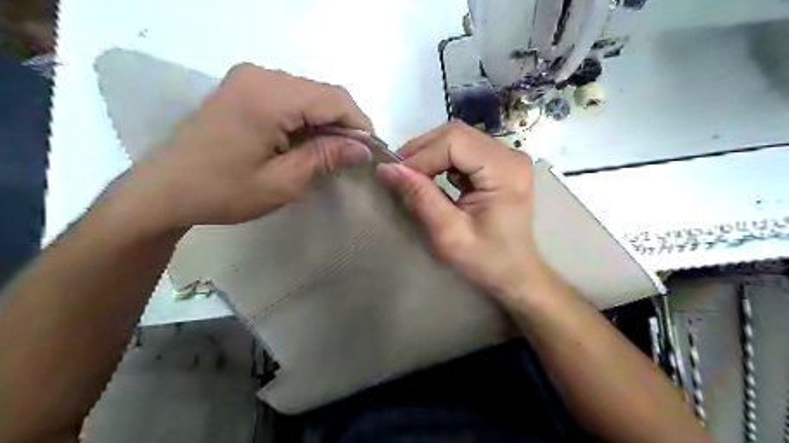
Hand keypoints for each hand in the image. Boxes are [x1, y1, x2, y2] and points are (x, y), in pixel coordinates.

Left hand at [105, 63, 372, 235]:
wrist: (166, 189)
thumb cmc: (224, 191)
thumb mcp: (283, 182)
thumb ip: (326, 158)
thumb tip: (363, 149)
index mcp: (269, 97)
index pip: (335, 100)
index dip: (359, 124)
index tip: (370, 151)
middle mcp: (260, 76)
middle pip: (323, 92)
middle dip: (345, 123)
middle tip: (352, 156)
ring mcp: (249, 78)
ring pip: (309, 93)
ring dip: (326, 121)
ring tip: (331, 152)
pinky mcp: (243, 87)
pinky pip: (291, 95)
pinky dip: (307, 117)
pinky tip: (306, 141)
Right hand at [375, 123, 548, 303]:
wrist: (515, 272)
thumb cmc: (486, 260)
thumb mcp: (448, 233)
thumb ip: (420, 197)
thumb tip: (386, 168)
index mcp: (505, 171)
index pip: (454, 142)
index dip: (421, 155)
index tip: (397, 176)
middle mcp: (511, 155)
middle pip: (456, 133)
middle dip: (423, 150)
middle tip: (399, 173)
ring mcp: (508, 157)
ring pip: (458, 137)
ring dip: (430, 153)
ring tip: (411, 175)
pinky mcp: (500, 163)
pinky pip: (464, 148)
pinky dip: (442, 158)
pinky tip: (431, 176)